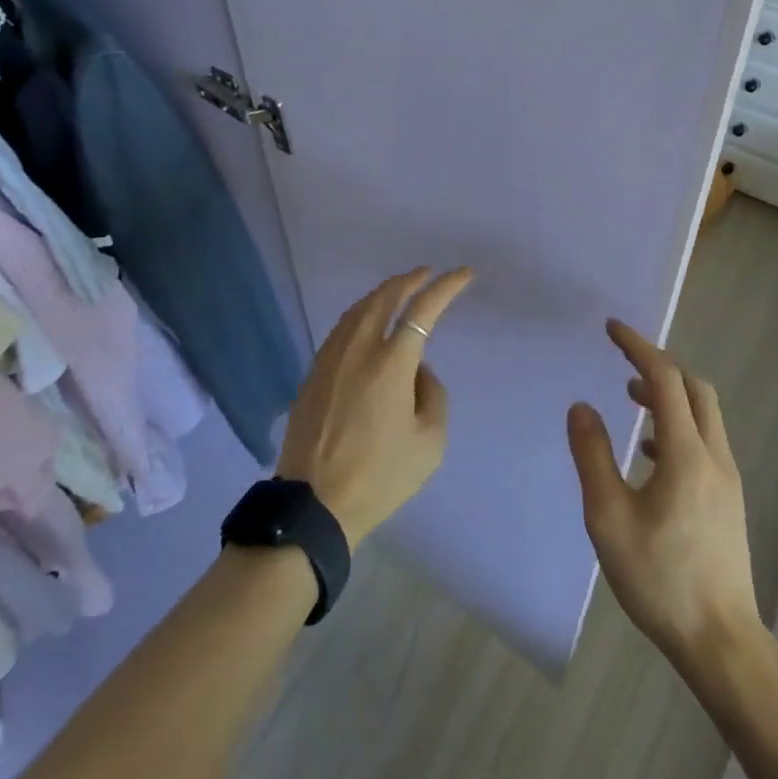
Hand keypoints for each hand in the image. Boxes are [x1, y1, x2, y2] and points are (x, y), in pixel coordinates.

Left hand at [277, 267, 470, 548]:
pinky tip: (367, 321)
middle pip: (385, 296)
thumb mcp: (429, 443)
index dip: (446, 287)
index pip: (423, 309)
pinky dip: (361, 313)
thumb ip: (433, 395)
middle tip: (427, 274)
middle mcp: (359, 349)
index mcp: (391, 363)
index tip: (463, 274)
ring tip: (400, 292)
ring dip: (383, 293)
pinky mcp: (314, 371)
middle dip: (410, 279)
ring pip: (359, 308)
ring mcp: (331, 357)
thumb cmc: (379, 477)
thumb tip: (418, 369)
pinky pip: (342, 327)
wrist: (314, 504)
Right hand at [568, 319, 759, 668]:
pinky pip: (706, 440)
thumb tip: (581, 406)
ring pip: (704, 413)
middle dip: (659, 364)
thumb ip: (593, 455)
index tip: (611, 328)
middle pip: (694, 387)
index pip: (665, 378)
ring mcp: (727, 479)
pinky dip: (679, 424)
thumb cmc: (660, 578)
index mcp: (686, 453)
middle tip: (624, 360)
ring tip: (632, 398)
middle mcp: (714, 456)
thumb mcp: (609, 517)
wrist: (721, 643)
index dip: (638, 346)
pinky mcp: (729, 499)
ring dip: (670, 394)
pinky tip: (652, 453)